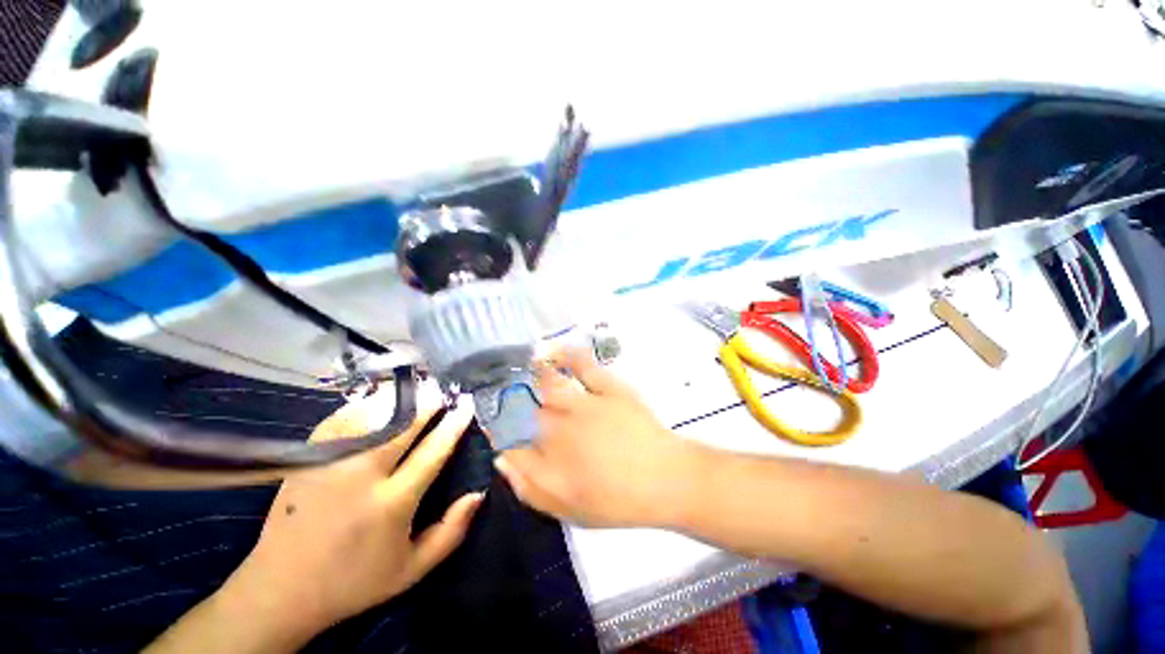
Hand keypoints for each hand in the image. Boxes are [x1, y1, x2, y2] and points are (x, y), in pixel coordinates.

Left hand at [215, 387, 482, 642]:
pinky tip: (377, 400)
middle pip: (403, 425)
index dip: (454, 424)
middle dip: (428, 403)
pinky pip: (340, 420)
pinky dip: (363, 405)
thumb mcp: (412, 570)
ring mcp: (330, 464)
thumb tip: (478, 493)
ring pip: (371, 416)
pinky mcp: (307, 460)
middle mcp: (362, 477)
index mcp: (392, 504)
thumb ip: (451, 532)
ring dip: (398, 398)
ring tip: (416, 390)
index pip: (433, 451)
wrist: (281, 591)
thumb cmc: (354, 582)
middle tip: (442, 391)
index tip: (467, 405)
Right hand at [494, 348, 703, 527]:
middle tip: (512, 396)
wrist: (664, 479)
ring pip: (548, 384)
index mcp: (549, 460)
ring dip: (532, 374)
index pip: (511, 442)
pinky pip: (583, 365)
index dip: (499, 432)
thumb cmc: (618, 500)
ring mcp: (584, 404)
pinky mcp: (607, 388)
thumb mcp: (569, 509)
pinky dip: (566, 354)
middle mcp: (560, 429)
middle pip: (528, 410)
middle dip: (516, 403)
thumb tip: (501, 459)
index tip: (496, 426)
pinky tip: (553, 349)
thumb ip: (529, 488)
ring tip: (522, 365)